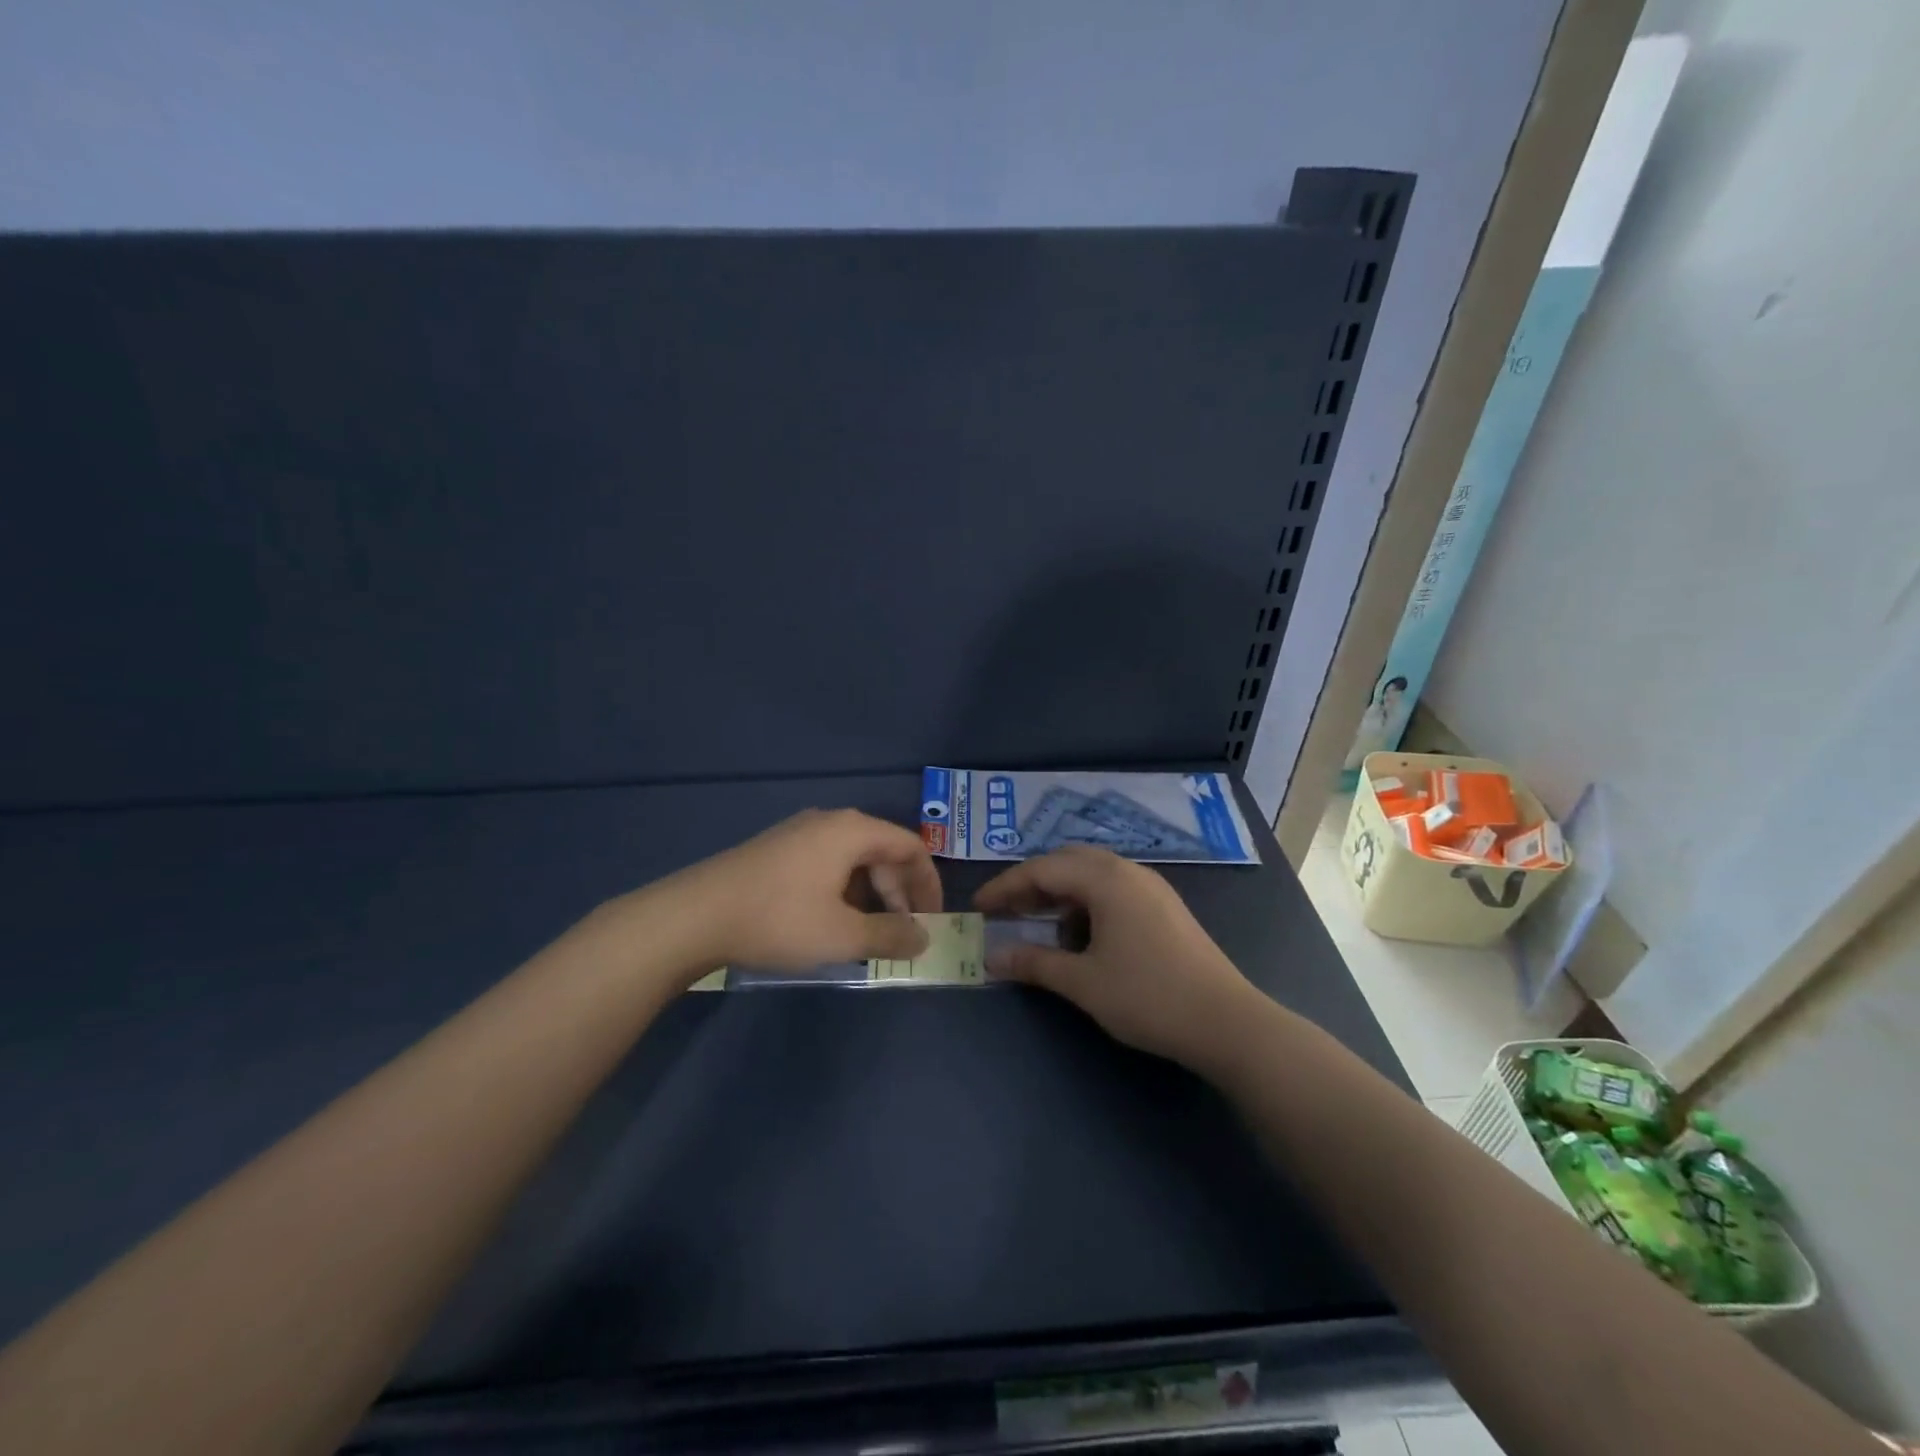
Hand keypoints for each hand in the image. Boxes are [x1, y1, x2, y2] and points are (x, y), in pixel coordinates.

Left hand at [670, 809, 942, 972]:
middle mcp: (829, 822)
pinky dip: (843, 892)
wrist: (693, 916)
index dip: (929, 884)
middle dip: (899, 894)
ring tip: (866, 936)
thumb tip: (924, 936)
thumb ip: (891, 935)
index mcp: (852, 831)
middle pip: (882, 851)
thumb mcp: (843, 936)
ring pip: (853, 860)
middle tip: (901, 934)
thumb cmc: (779, 920)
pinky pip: (827, 865)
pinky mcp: (777, 851)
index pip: (910, 847)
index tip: (933, 920)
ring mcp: (799, 833)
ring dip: (871, 896)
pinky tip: (831, 924)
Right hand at [974, 847, 1257, 1068]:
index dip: (1006, 886)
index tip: (978, 907)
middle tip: (1005, 910)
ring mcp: (1151, 887)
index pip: (1043, 869)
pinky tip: (1081, 936)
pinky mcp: (1164, 907)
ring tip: (1040, 924)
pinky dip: (1086, 904)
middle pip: (1068, 862)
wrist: (1227, 1022)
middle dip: (1032, 883)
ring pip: (1092, 875)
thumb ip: (1034, 963)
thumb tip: (992, 957)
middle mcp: (1129, 871)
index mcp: (1106, 879)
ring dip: (1060, 893)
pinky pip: (1113, 890)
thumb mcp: (1083, 982)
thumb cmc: (1148, 997)